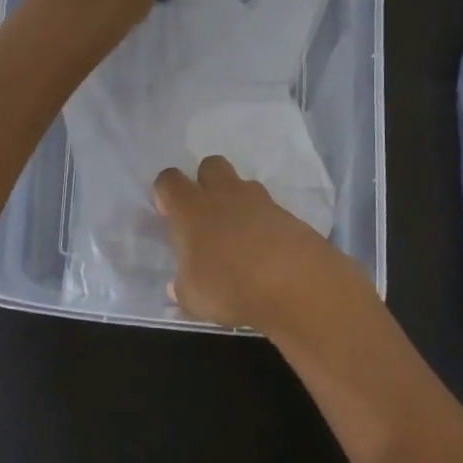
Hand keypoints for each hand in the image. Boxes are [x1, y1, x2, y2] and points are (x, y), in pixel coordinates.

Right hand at [153, 155, 382, 343]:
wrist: (296, 283)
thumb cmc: (230, 286)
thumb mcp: (193, 297)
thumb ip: (183, 287)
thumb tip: (179, 286)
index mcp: (192, 209)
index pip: (169, 180)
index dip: (166, 192)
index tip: (168, 213)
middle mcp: (224, 195)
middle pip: (210, 165)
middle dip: (205, 181)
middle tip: (206, 214)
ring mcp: (260, 202)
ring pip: (243, 185)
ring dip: (237, 202)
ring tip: (239, 237)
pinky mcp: (288, 215)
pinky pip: (269, 210)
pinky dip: (264, 224)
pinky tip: (265, 252)